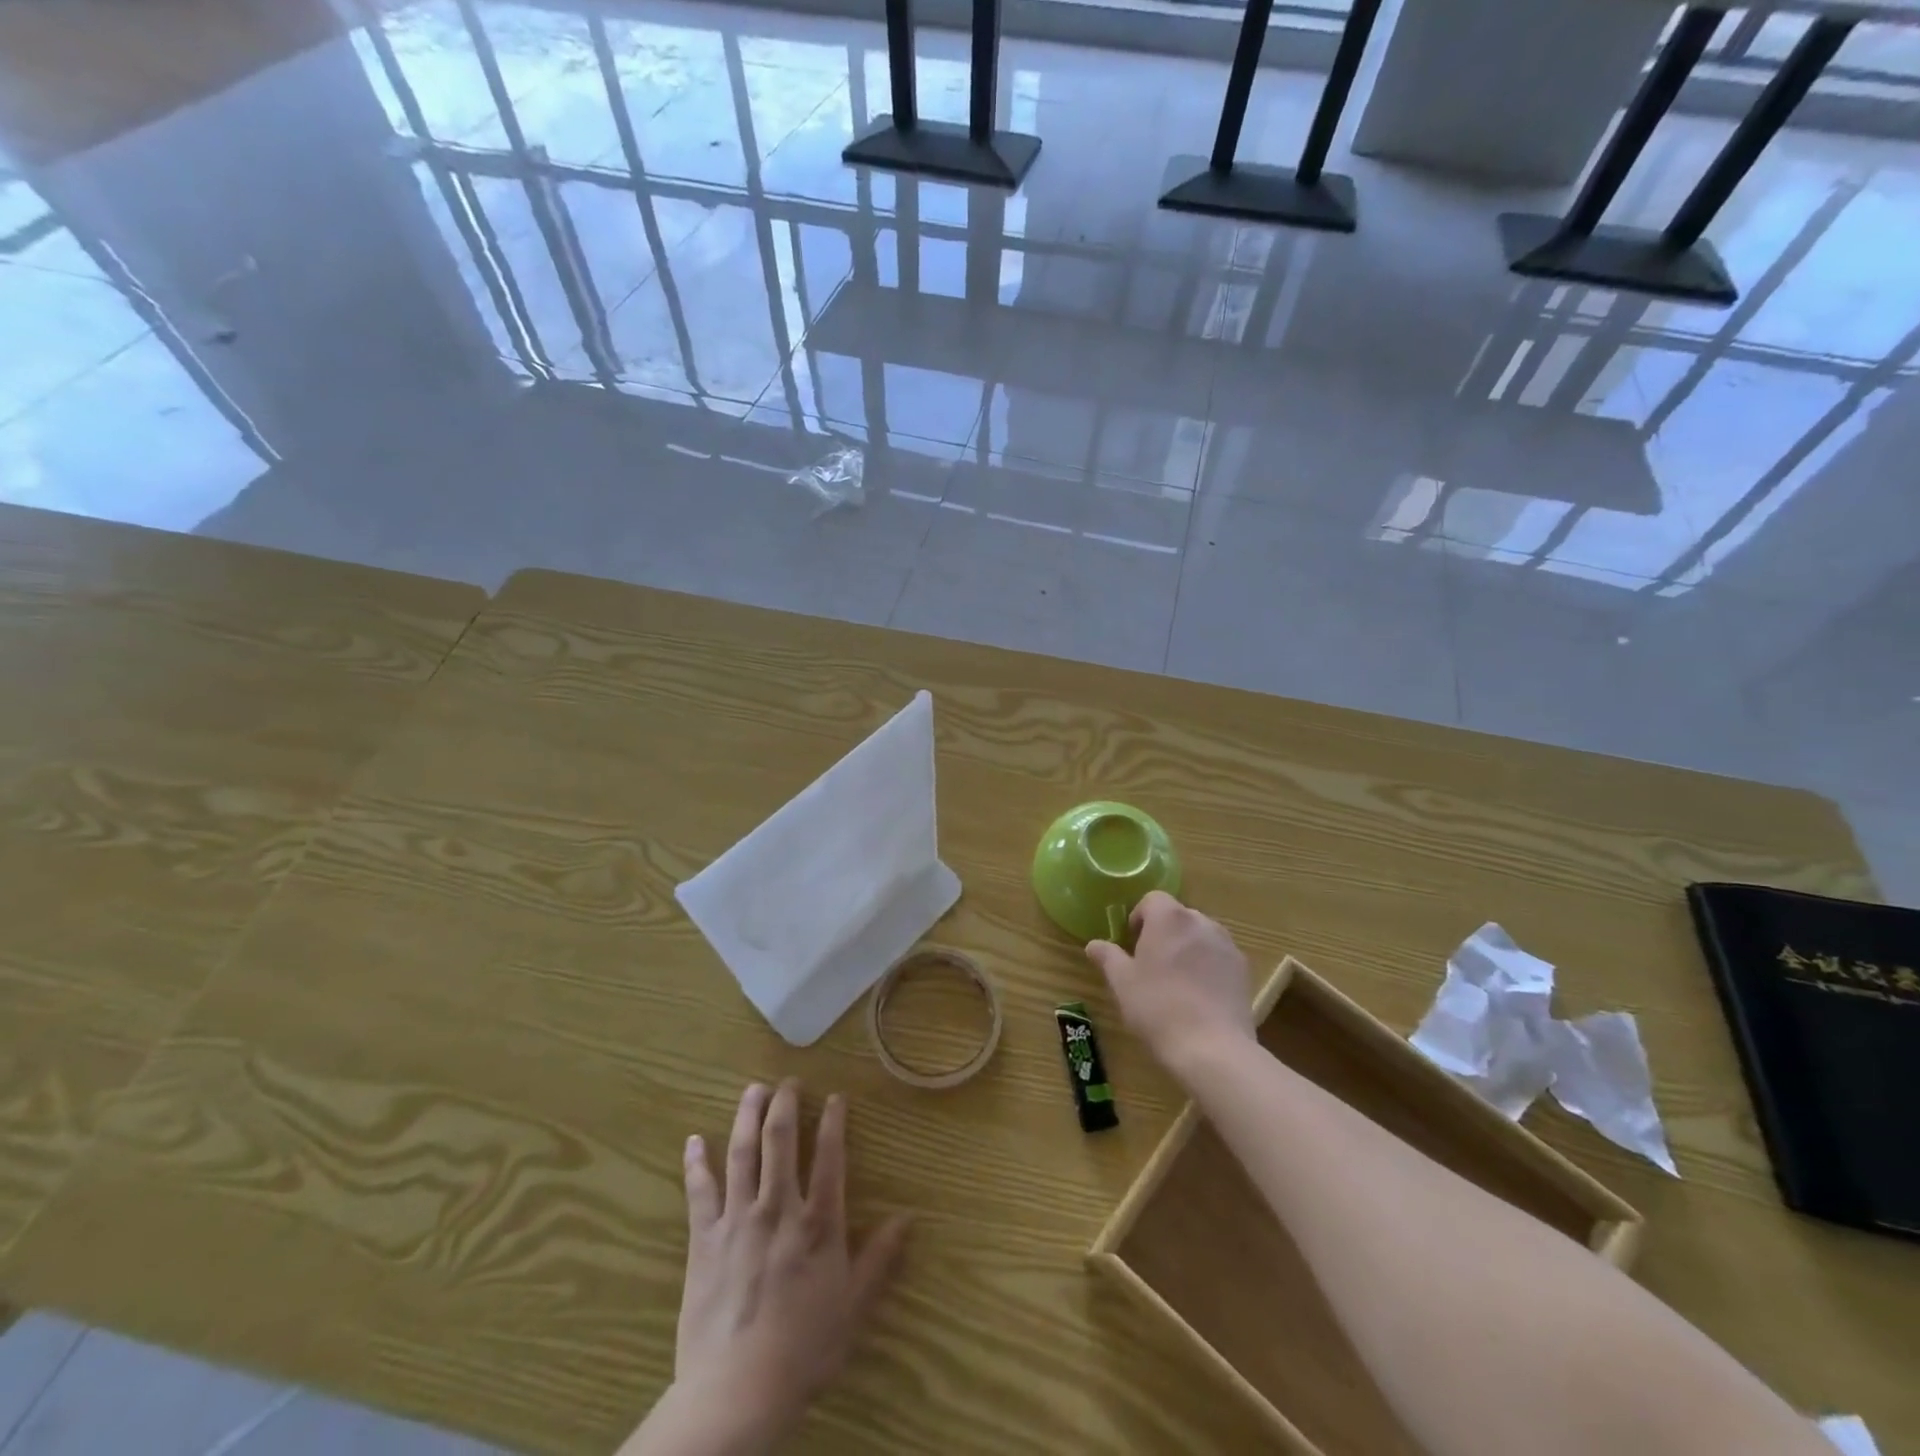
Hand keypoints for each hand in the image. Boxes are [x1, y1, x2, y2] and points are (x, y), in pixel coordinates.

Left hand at [654, 1081, 909, 1451]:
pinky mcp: (704, 1239)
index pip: (830, 1156)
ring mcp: (738, 1219)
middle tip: (789, 1081)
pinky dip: (696, 1163)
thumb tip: (908, 1216)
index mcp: (817, 1222)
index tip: (836, 1097)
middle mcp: (778, 1207)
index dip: (834, 1121)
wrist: (737, 1392)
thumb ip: (879, 1257)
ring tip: (753, 1089)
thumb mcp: (853, 1307)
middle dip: (786, 1103)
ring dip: (747, 1116)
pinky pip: (699, 1191)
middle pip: (780, 1140)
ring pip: (742, 1153)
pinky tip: (694, 1140)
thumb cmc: (804, 1350)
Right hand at [1086, 891, 1255, 1076]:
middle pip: (1178, 916)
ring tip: (1176, 980)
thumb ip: (1108, 957)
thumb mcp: (1122, 983)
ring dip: (1187, 947)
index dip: (1139, 916)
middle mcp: (1201, 922)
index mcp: (1169, 918)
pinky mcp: (1243, 970)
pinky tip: (1199, 995)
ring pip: (1200, 935)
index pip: (1153, 899)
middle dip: (1163, 932)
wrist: (1212, 1047)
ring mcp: (1227, 945)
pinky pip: (1219, 956)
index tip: (1132, 943)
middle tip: (1150, 963)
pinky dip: (1207, 965)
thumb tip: (1094, 945)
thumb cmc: (1157, 1007)